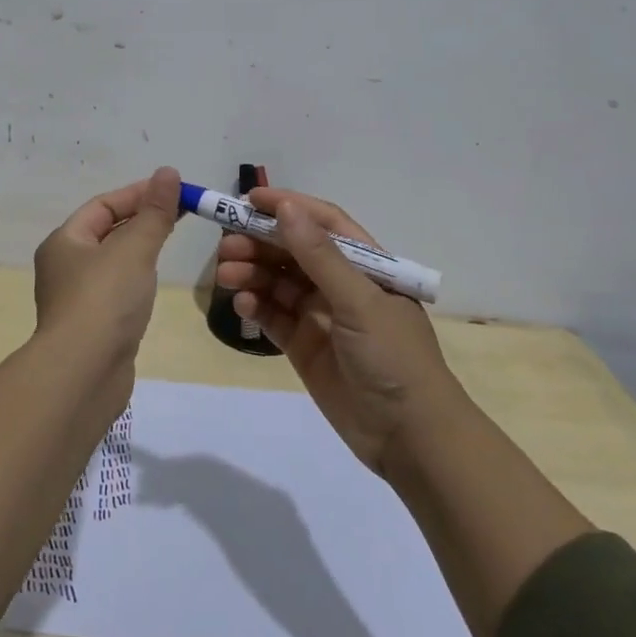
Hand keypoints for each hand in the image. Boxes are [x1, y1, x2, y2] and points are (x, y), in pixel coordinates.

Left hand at [33, 166, 181, 356]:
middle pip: (106, 232)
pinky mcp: (93, 326)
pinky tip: (154, 284)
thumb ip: (155, 212)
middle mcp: (65, 267)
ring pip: (113, 262)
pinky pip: (117, 291)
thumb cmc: (104, 300)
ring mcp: (77, 299)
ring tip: (170, 242)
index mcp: (64, 242)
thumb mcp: (134, 248)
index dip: (138, 193)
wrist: (83, 374)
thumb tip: (168, 172)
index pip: (103, 206)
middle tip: (180, 213)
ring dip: (139, 249)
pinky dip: (136, 280)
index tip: (173, 190)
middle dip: (141, 219)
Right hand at [215, 188, 461, 477]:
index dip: (288, 207)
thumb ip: (320, 256)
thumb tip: (286, 208)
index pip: (322, 222)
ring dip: (252, 273)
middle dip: (260, 242)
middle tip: (227, 245)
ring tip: (226, 275)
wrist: (409, 437)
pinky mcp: (304, 345)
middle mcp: (340, 284)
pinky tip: (242, 305)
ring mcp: (320, 315)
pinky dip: (256, 306)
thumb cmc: (393, 357)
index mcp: (365, 264)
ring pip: (278, 282)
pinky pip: (273, 316)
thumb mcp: (359, 301)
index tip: (249, 200)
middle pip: (293, 251)